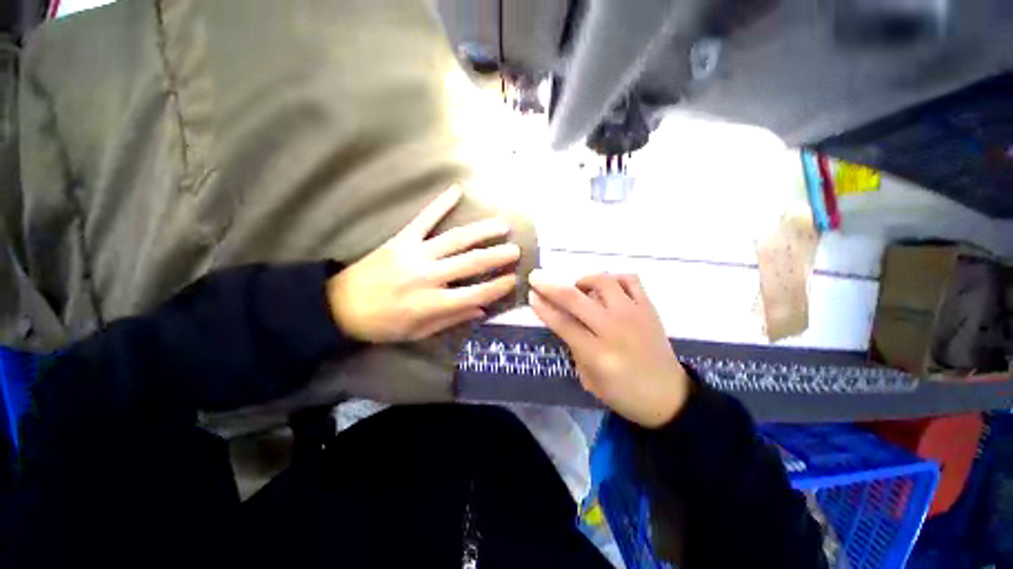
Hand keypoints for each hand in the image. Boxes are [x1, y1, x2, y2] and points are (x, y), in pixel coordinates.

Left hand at [328, 186, 518, 341]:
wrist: (339, 306)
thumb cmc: (383, 324)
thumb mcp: (419, 331)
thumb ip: (452, 318)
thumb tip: (482, 309)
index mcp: (432, 303)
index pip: (475, 293)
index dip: (497, 287)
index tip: (513, 279)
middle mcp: (428, 276)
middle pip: (471, 263)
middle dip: (497, 256)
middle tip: (515, 250)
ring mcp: (415, 254)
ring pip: (456, 239)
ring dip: (482, 231)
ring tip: (502, 225)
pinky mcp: (402, 239)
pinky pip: (424, 218)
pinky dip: (440, 203)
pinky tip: (456, 190)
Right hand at [528, 271, 689, 427]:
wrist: (668, 396)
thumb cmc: (623, 394)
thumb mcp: (589, 380)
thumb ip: (574, 347)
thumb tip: (562, 320)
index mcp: (598, 354)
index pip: (562, 323)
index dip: (543, 307)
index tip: (531, 295)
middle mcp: (614, 329)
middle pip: (576, 299)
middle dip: (550, 285)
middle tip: (536, 277)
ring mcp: (634, 314)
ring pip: (603, 281)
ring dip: (583, 279)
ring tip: (578, 288)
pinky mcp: (649, 308)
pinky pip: (630, 279)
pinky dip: (613, 278)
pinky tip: (607, 288)